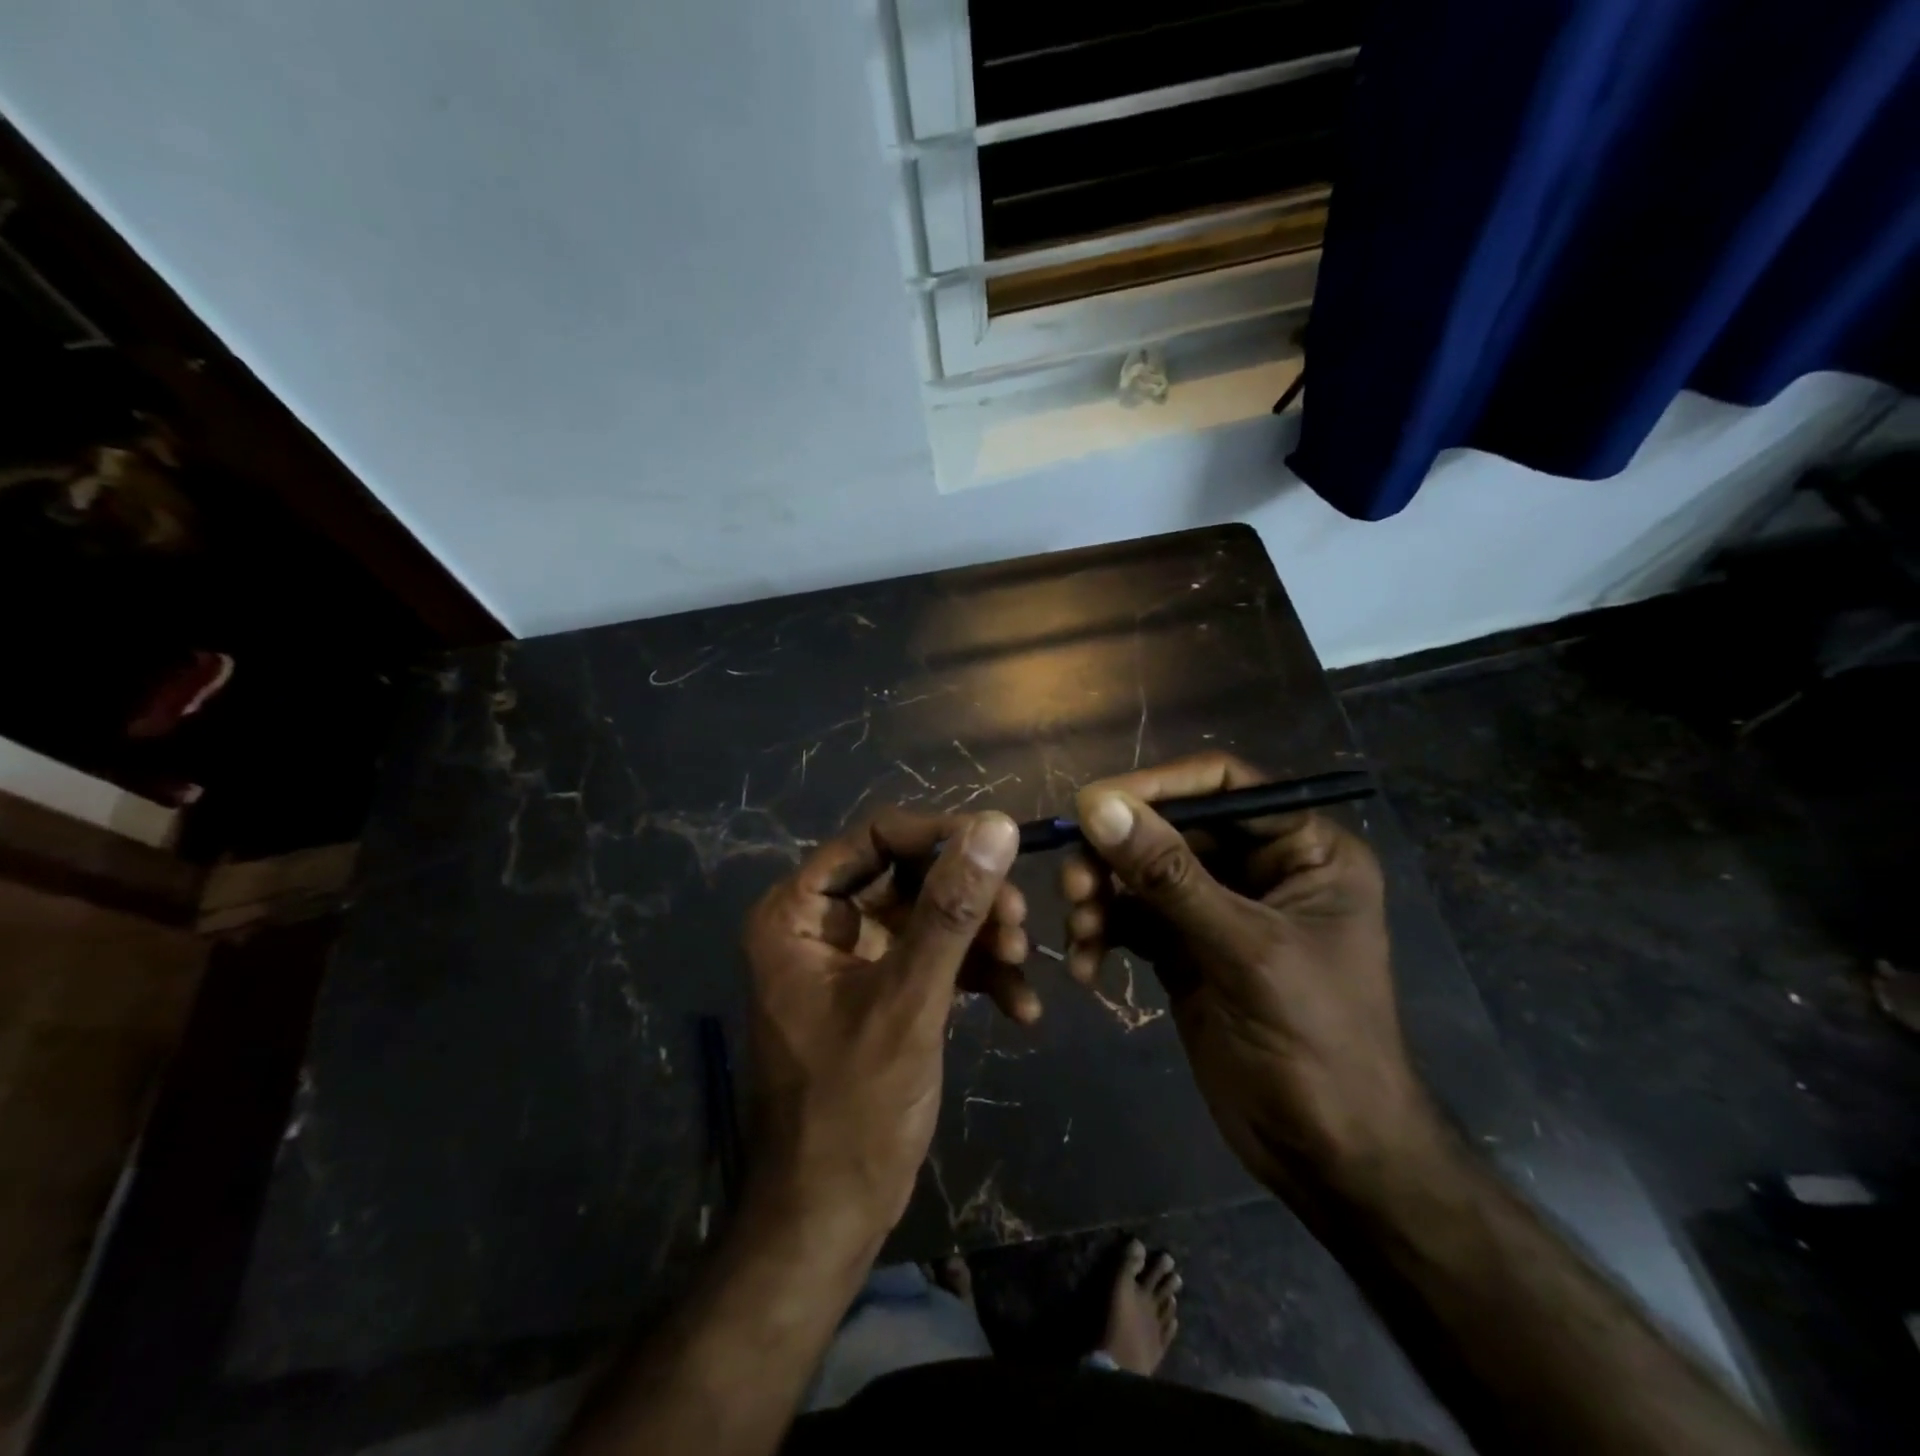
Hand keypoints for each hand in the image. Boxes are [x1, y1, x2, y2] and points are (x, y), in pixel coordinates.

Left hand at [741, 809, 1022, 1252]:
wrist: (830, 1218)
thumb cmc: (852, 1109)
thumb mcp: (908, 1002)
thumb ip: (951, 911)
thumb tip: (995, 826)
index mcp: (799, 912)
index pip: (876, 837)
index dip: (940, 836)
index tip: (1002, 846)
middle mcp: (823, 924)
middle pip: (910, 876)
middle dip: (970, 898)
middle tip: (1020, 922)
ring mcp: (856, 958)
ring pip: (931, 917)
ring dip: (981, 938)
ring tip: (1023, 966)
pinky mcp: (886, 991)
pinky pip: (937, 960)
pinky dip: (978, 977)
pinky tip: (1021, 1008)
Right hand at [1060, 753, 1430, 1198]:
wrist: (1328, 1157)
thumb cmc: (1316, 1043)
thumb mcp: (1243, 950)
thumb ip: (1169, 875)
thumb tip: (1096, 804)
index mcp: (1302, 849)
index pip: (1221, 785)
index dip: (1156, 787)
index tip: (1092, 805)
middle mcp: (1259, 867)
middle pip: (1170, 829)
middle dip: (1117, 855)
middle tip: (1074, 884)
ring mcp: (1218, 909)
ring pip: (1141, 874)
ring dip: (1102, 896)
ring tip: (1080, 931)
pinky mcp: (1185, 948)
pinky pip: (1131, 919)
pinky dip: (1103, 934)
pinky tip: (1087, 967)